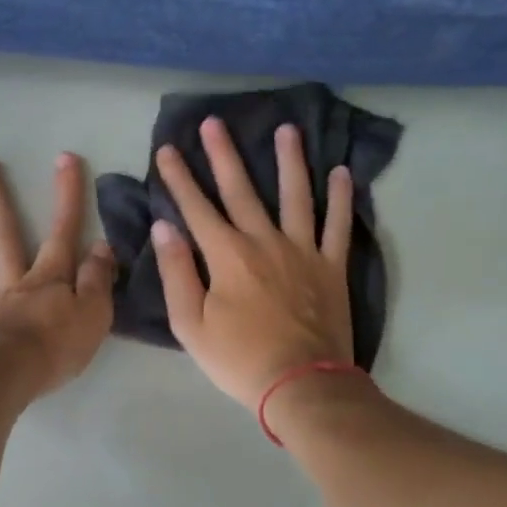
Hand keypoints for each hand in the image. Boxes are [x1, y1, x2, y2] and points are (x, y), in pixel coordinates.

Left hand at [0, 152, 116, 396]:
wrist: (11, 378)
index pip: (63, 232)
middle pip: (5, 235)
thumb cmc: (58, 348)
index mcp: (49, 280)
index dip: (67, 196)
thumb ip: (98, 279)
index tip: (64, 158)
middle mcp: (15, 284)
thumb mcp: (95, 314)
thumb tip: (102, 245)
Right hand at [153, 117, 354, 406]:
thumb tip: (165, 228)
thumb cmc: (238, 359)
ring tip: (285, 129)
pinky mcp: (331, 267)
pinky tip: (341, 173)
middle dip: (224, 155)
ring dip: (289, 161)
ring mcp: (303, 251)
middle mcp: (265, 242)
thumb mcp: (191, 324)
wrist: (300, 384)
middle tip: (214, 122)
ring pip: (295, 196)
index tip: (167, 149)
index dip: (179, 178)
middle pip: (242, 190)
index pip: (196, 207)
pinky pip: (338, 226)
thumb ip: (177, 272)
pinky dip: (340, 199)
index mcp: (227, 256)